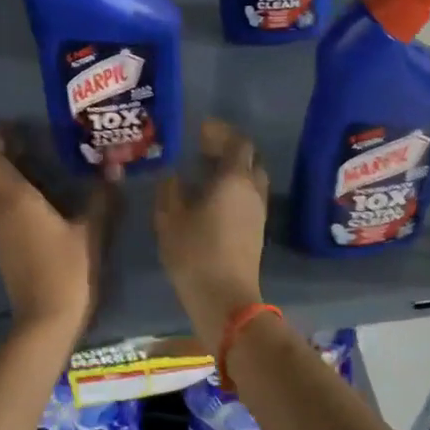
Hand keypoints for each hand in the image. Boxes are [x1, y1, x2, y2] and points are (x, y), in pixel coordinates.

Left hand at [0, 130, 108, 338]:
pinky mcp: (2, 251)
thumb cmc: (69, 269)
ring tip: (27, 172)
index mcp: (17, 200)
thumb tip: (114, 170)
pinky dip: (4, 201)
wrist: (46, 319)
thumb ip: (101, 199)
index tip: (10, 128)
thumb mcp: (91, 231)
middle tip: (19, 149)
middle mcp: (0, 212)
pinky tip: (31, 205)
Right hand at [155, 119, 269, 352]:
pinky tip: (212, 198)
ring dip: (233, 170)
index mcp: (234, 179)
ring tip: (206, 172)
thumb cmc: (195, 253)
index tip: (200, 130)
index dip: (220, 133)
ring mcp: (258, 212)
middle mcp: (252, 190)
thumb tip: (173, 176)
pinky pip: (249, 197)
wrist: (226, 299)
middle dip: (229, 149)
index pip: (237, 143)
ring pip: (251, 179)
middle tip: (203, 148)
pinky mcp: (257, 231)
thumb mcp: (170, 219)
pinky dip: (234, 189)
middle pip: (249, 159)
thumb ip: (170, 191)